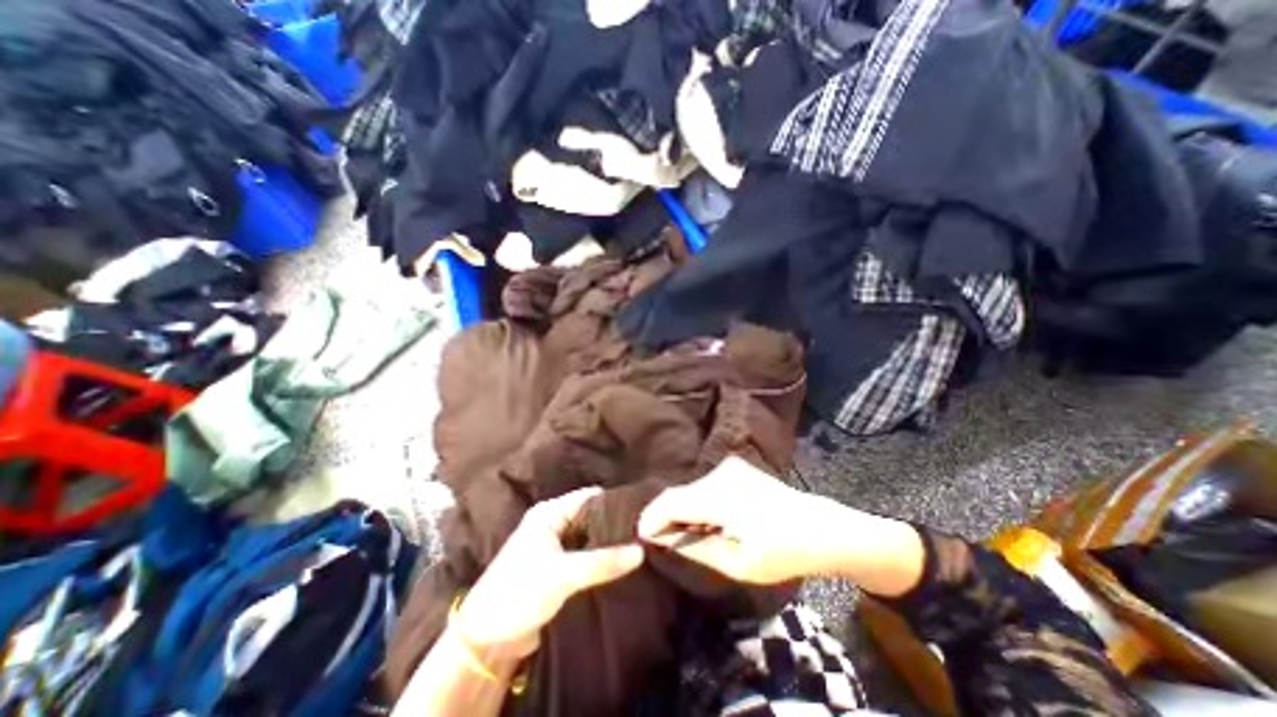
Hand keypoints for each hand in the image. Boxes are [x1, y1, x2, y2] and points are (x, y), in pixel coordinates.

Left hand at [453, 488, 644, 660]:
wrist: (486, 640)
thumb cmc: (520, 593)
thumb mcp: (563, 575)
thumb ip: (603, 562)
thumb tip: (641, 550)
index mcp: (549, 513)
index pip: (589, 497)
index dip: (614, 502)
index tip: (640, 511)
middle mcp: (552, 522)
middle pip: (590, 515)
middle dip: (613, 523)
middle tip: (643, 530)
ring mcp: (553, 544)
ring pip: (588, 535)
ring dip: (607, 541)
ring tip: (638, 543)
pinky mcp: (556, 565)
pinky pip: (584, 553)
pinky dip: (599, 556)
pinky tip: (619, 561)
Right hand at [638, 459, 929, 592]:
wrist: (820, 527)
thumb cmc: (784, 551)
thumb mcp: (739, 562)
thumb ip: (697, 547)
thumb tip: (665, 539)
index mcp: (720, 494)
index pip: (672, 500)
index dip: (653, 517)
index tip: (642, 535)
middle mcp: (721, 473)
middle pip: (680, 493)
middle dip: (668, 517)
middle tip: (664, 542)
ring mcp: (730, 467)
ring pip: (692, 489)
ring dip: (685, 511)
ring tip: (687, 535)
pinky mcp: (736, 468)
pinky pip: (705, 485)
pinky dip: (699, 503)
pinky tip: (709, 521)